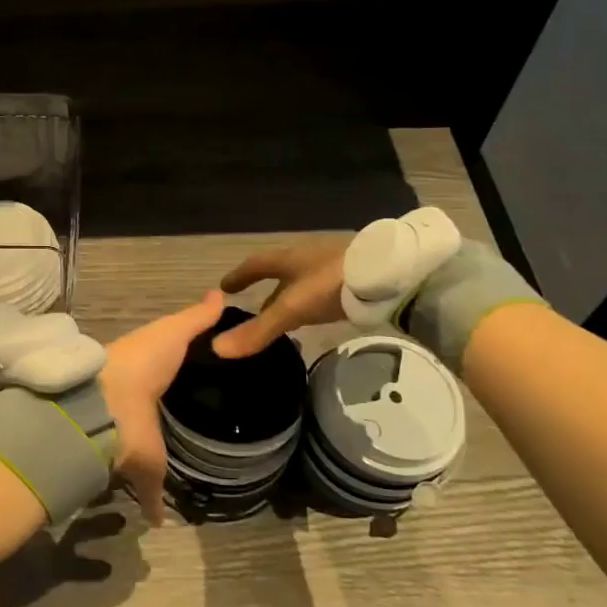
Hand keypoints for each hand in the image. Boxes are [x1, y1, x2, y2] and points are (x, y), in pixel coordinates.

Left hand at [99, 291, 224, 524]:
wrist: (106, 407)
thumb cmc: (141, 363)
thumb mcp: (173, 333)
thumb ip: (196, 319)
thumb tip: (219, 294)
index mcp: (144, 375)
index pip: (165, 376)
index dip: (181, 380)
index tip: (208, 386)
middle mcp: (138, 410)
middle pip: (158, 416)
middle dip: (170, 423)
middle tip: (206, 432)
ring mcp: (137, 442)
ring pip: (151, 454)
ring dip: (160, 463)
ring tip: (194, 471)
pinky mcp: (138, 472)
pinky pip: (149, 493)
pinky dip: (154, 507)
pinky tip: (165, 519)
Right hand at [210, 239, 349, 358]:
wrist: (389, 272)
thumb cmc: (330, 284)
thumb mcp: (292, 309)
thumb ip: (259, 330)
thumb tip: (217, 348)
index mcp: (288, 258)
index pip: (255, 265)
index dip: (239, 276)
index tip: (223, 287)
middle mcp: (307, 257)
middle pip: (279, 274)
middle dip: (265, 291)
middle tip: (253, 309)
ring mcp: (333, 266)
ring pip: (302, 282)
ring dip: (289, 297)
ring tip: (283, 318)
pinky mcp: (354, 278)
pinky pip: (323, 290)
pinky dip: (312, 302)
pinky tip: (316, 315)